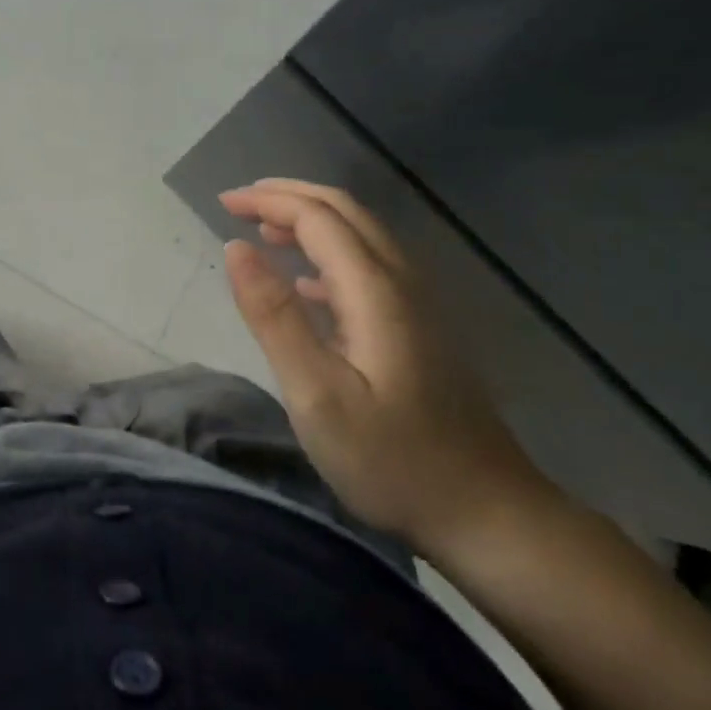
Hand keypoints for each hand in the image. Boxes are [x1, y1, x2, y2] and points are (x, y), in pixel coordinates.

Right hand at [220, 179, 554, 558]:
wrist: (487, 513)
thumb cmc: (391, 459)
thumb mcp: (316, 394)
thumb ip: (274, 316)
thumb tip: (237, 247)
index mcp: (376, 291)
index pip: (318, 218)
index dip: (269, 201)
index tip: (223, 203)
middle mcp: (403, 283)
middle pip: (346, 212)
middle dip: (290, 196)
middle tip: (240, 203)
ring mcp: (419, 305)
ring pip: (361, 236)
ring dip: (311, 221)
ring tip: (264, 231)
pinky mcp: (422, 329)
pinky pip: (370, 267)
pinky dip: (329, 256)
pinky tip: (306, 285)